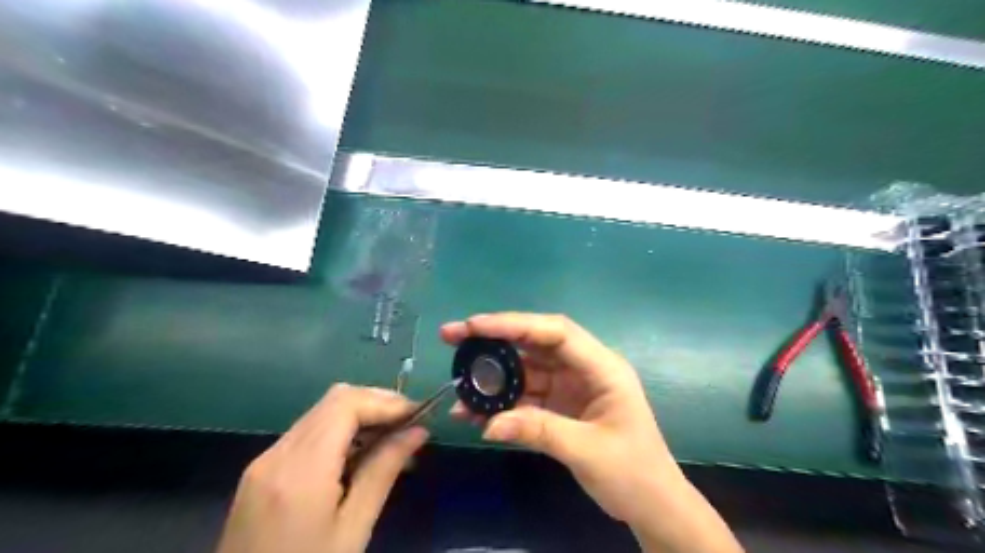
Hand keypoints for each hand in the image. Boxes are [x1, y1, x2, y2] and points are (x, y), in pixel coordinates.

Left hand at [217, 385, 426, 552]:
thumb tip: (418, 431)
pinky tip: (359, 455)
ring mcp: (265, 460)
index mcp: (300, 471)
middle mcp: (277, 453)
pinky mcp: (261, 470)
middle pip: (334, 400)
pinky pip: (308, 432)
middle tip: (409, 425)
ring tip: (392, 440)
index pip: (346, 404)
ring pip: (322, 412)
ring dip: (360, 416)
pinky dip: (340, 431)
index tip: (418, 415)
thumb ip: (384, 472)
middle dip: (377, 403)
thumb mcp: (353, 529)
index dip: (386, 401)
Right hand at [444, 313, 743, 552]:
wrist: (652, 504)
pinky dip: (501, 401)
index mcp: (602, 367)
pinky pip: (525, 395)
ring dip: (493, 374)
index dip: (515, 324)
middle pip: (535, 342)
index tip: (475, 326)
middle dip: (495, 338)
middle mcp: (584, 368)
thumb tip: (487, 425)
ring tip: (458, 381)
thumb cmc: (633, 473)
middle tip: (453, 336)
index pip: (555, 332)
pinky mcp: (560, 404)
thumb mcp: (587, 451)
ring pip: (526, 368)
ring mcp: (570, 385)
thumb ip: (539, 430)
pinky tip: (475, 411)